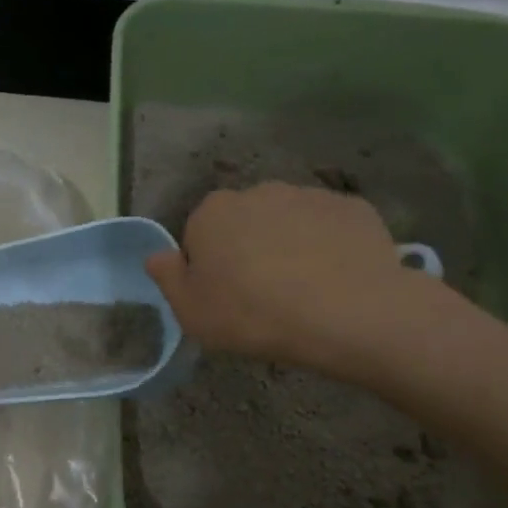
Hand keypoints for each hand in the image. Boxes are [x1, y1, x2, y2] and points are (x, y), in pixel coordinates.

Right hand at [145, 182, 447, 370]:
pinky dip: (328, 248)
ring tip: (304, 292)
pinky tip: (335, 282)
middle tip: (262, 297)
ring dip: (289, 246)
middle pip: (245, 223)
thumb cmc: (253, 315)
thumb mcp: (192, 313)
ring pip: (289, 222)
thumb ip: (168, 279)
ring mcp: (308, 195)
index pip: (199, 235)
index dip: (209, 268)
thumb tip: (156, 255)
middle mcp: (258, 192)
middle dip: (249, 250)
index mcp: (212, 213)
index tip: (224, 298)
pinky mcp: (351, 207)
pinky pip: (329, 228)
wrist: (346, 312)